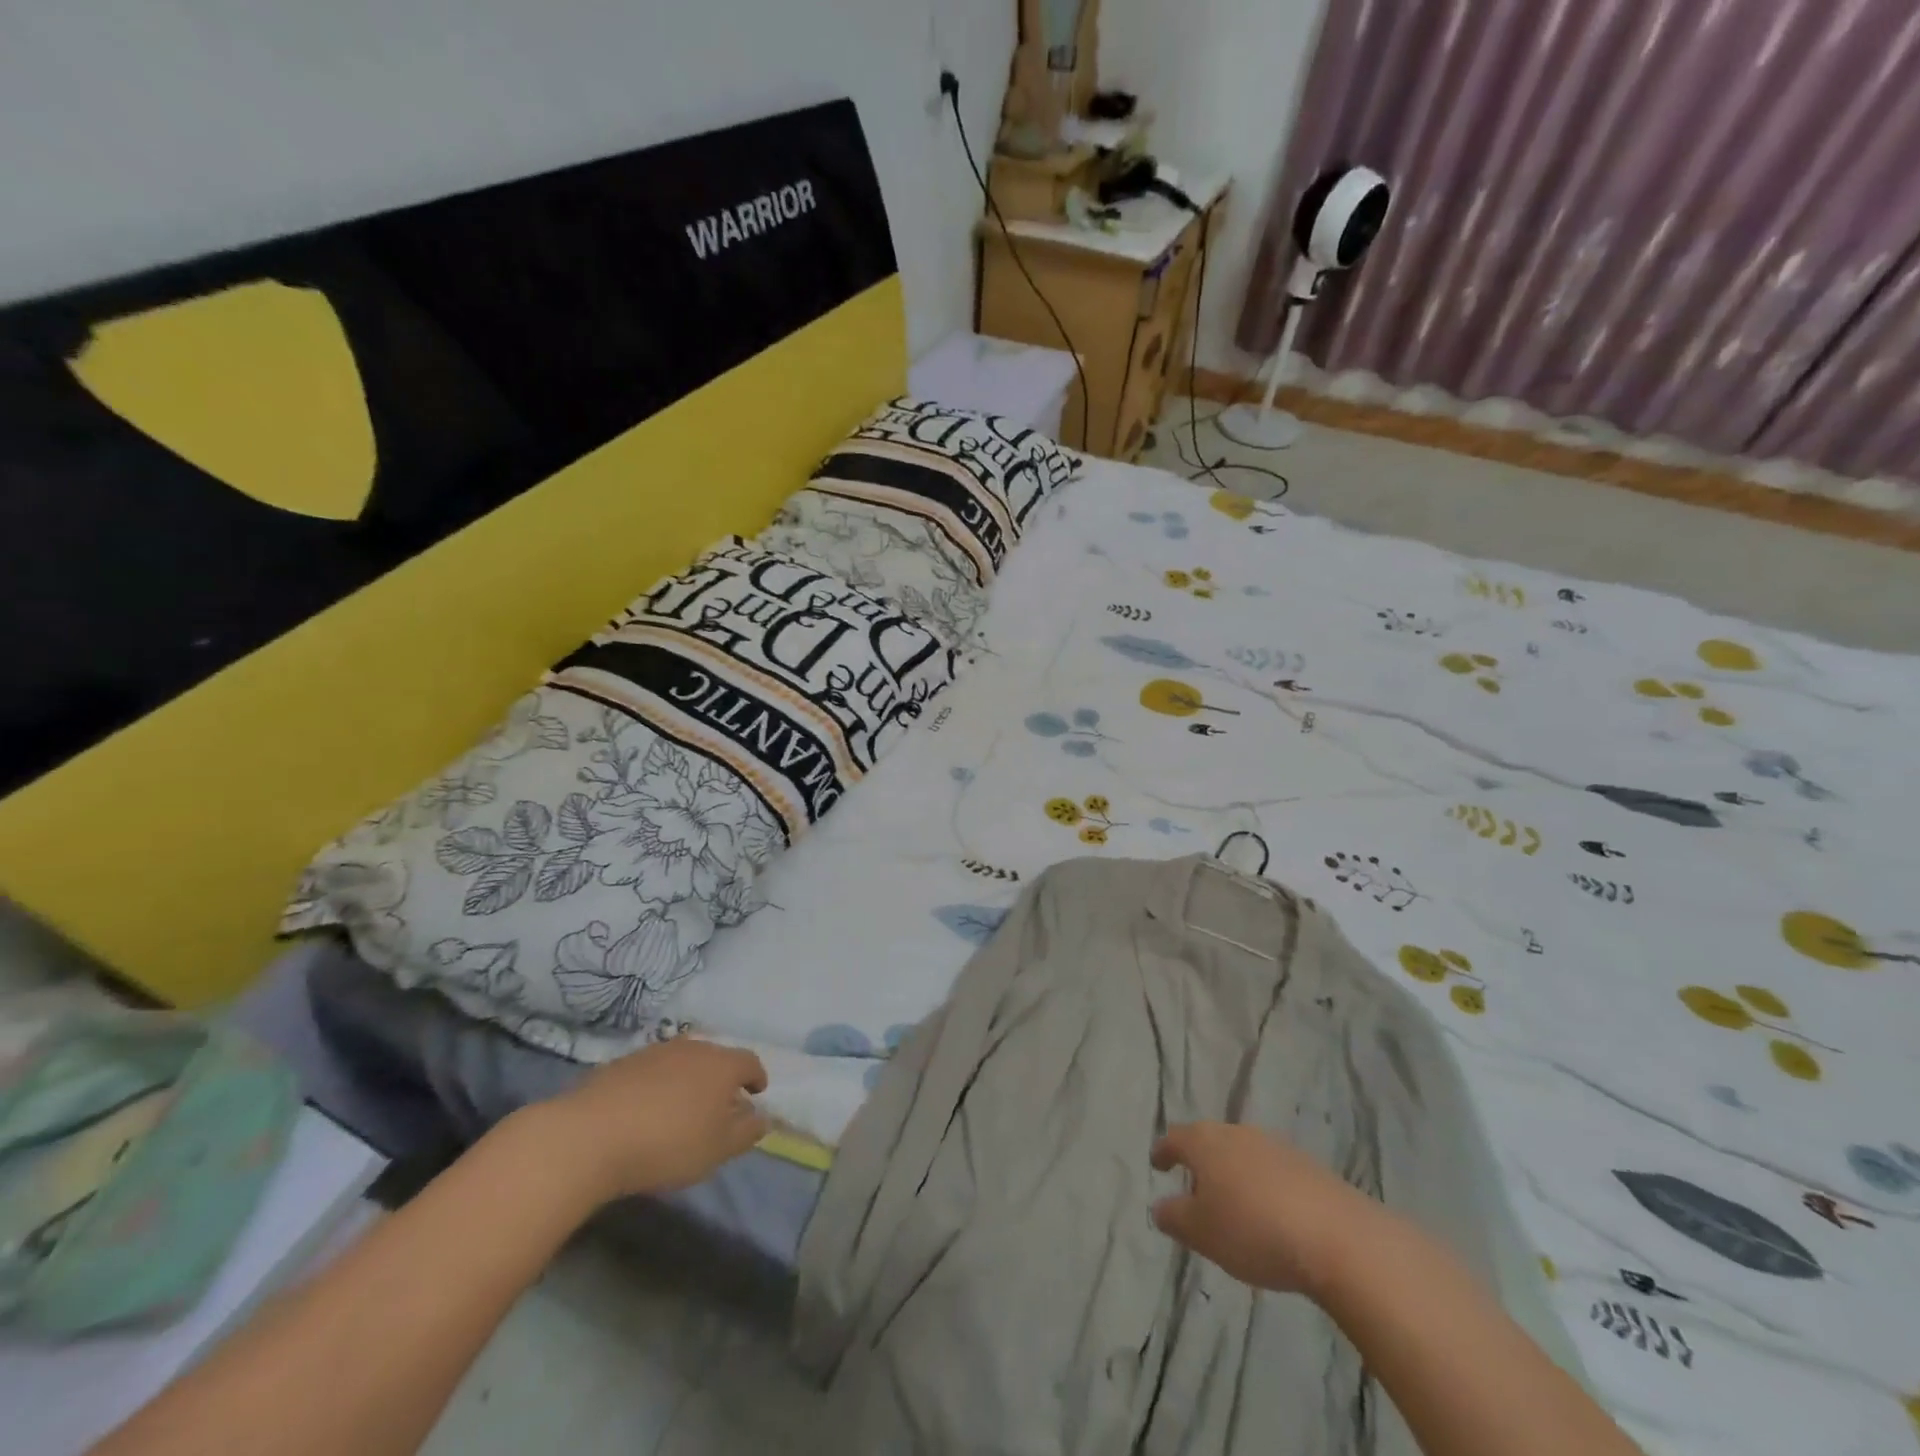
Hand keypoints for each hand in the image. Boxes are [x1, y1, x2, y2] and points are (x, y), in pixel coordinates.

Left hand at [541, 1039, 769, 1201]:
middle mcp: (693, 1048)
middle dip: (721, 1078)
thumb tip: (762, 1117)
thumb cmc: (668, 1143)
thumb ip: (747, 1132)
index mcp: (722, 1064)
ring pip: (682, 1061)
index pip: (750, 1062)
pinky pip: (651, 1071)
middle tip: (718, 1105)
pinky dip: (656, 1085)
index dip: (756, 1078)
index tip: (755, 1094)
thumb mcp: (717, 1149)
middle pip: (716, 1057)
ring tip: (680, 1108)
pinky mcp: (622, 1062)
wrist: (591, 1136)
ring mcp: (655, 1051)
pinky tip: (644, 1110)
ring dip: (687, 1079)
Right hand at [1150, 1123, 1379, 1298]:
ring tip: (1233, 1203)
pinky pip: (1273, 1170)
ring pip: (1243, 1154)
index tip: (1157, 1162)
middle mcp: (1238, 1133)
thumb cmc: (1254, 1230)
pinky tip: (1270, 1213)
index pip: (1175, 1138)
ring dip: (1233, 1173)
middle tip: (1194, 1188)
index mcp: (1206, 1142)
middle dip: (1200, 1162)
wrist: (1339, 1238)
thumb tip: (1159, 1206)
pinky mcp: (1309, 1166)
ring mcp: (1276, 1146)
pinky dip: (1263, 1185)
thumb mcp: (1202, 1233)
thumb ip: (1174, 1217)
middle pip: (1210, 1141)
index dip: (1163, 1151)